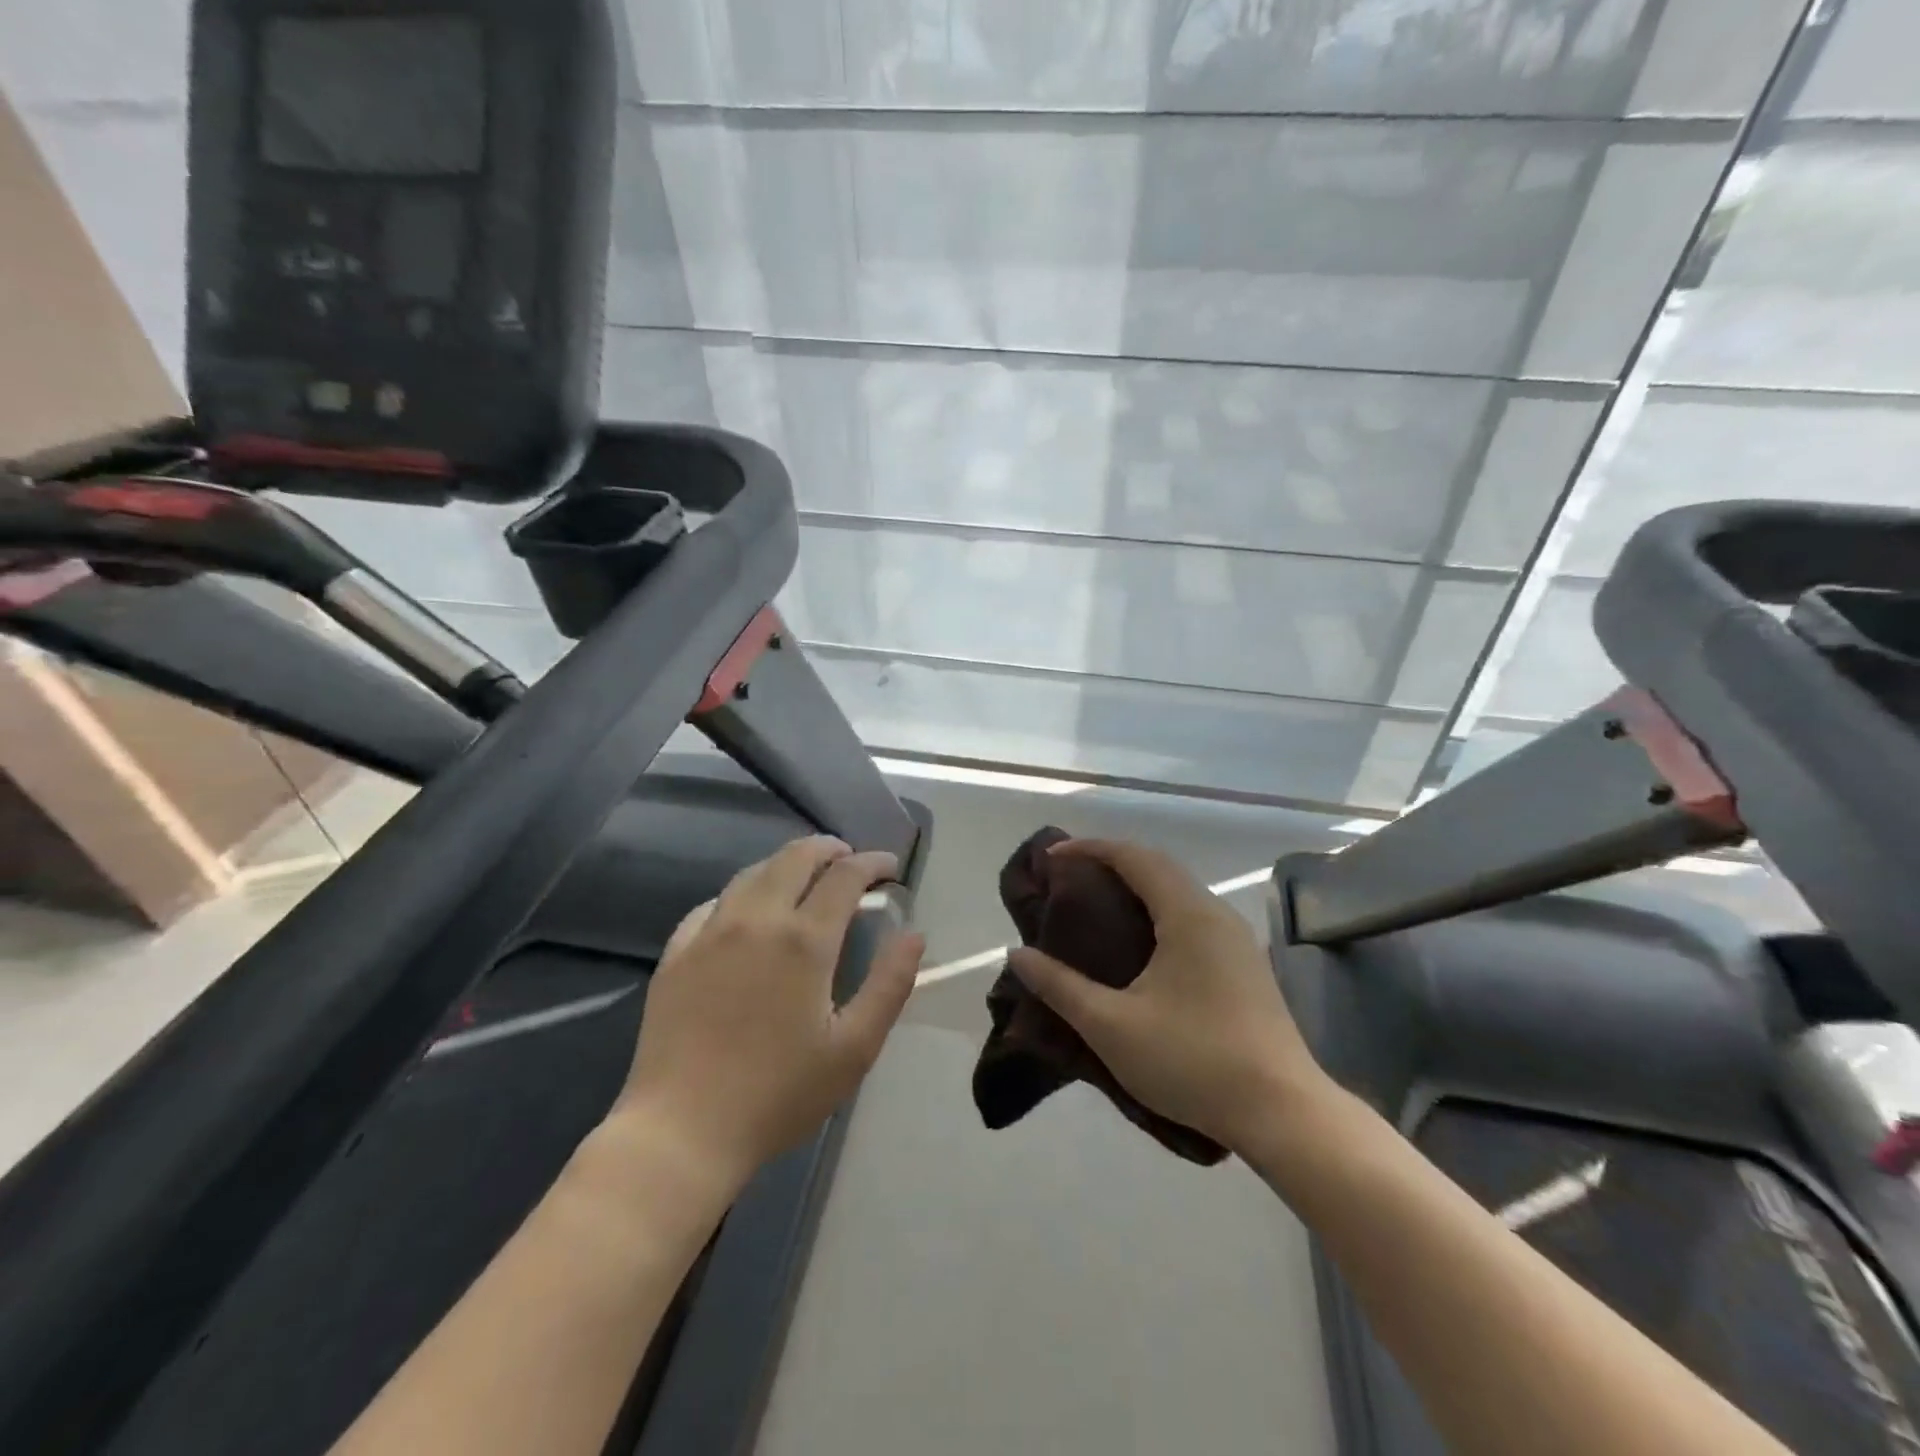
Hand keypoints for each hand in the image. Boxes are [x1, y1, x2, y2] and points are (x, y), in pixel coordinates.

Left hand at [616, 836, 924, 1190]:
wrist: (681, 1132)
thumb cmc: (778, 1095)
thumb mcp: (854, 1048)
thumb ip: (890, 984)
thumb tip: (913, 934)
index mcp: (804, 940)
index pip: (845, 876)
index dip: (873, 863)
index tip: (890, 868)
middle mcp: (756, 919)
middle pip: (796, 857)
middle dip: (830, 849)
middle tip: (850, 860)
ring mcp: (710, 932)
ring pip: (753, 873)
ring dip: (786, 864)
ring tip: (805, 877)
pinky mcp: (677, 953)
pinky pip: (713, 903)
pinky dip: (742, 894)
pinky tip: (747, 912)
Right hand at [1008, 839, 1330, 1156]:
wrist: (1284, 1114)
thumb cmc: (1193, 1061)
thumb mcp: (1112, 1027)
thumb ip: (1060, 987)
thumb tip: (1017, 955)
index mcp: (1188, 915)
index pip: (1134, 857)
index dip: (1090, 849)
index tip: (1052, 859)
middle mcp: (1216, 915)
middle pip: (1159, 868)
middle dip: (1111, 864)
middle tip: (1069, 882)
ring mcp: (1237, 941)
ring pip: (1179, 894)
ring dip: (1137, 889)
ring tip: (1098, 909)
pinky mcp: (1245, 967)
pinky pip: (1193, 918)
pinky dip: (1158, 913)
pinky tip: (1140, 948)